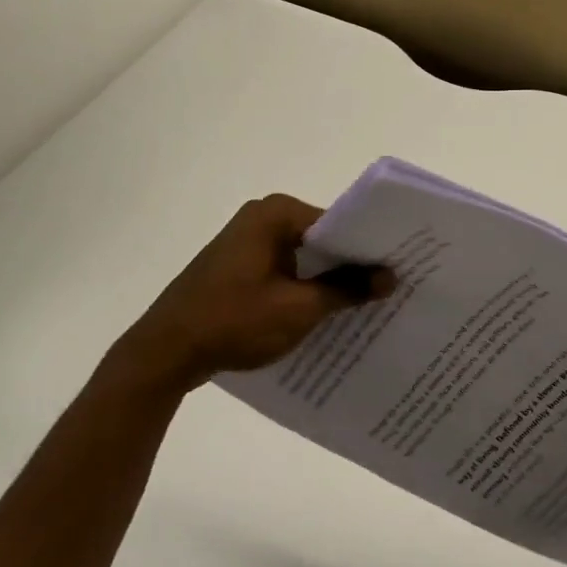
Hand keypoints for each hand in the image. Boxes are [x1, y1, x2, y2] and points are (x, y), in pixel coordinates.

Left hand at [118, 194, 391, 390]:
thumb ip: (347, 289)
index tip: (401, 269)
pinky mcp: (237, 268)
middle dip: (352, 265)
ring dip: (328, 280)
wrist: (166, 352)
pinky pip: (284, 272)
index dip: (370, 248)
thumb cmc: (234, 321)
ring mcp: (246, 243)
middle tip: (392, 288)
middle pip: (321, 239)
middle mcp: (261, 218)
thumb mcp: (299, 308)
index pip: (339, 223)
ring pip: (303, 258)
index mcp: (275, 215)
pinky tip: (327, 314)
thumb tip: (390, 276)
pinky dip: (304, 289)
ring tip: (368, 305)